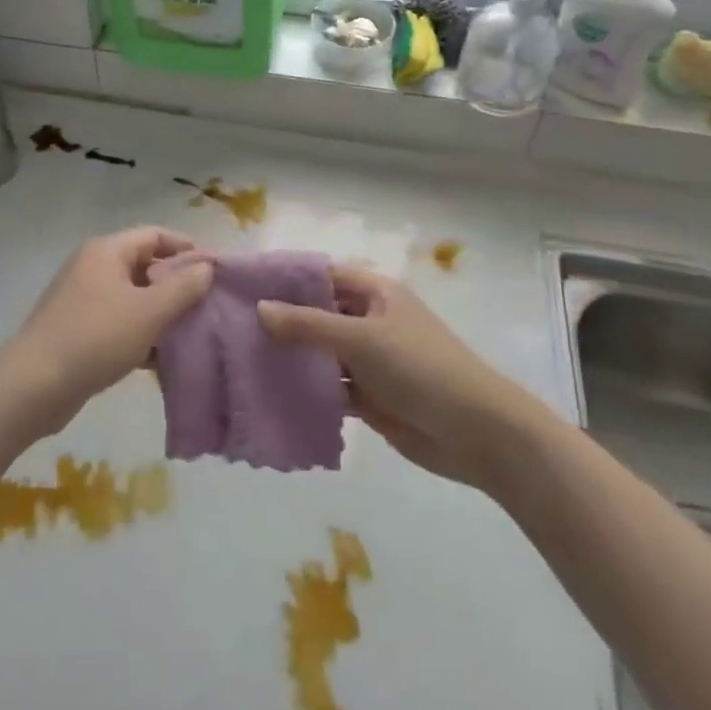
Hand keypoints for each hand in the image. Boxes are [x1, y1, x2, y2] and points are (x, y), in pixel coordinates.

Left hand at [0, 228, 213, 434]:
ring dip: (159, 314)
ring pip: (132, 297)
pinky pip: (117, 322)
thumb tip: (206, 268)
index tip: (214, 271)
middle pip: (144, 265)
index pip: (155, 235)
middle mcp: (92, 266)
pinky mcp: (76, 329)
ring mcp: (81, 298)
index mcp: (107, 251)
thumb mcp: (149, 312)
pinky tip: (159, 360)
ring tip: (189, 335)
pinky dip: (139, 334)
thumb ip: (183, 288)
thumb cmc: (96, 337)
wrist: (33, 385)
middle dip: (175, 285)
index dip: (186, 248)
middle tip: (206, 306)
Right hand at [257, 266, 535, 488]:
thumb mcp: (362, 339)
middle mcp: (370, 320)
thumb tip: (259, 309)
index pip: (321, 275)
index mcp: (374, 293)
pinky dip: (308, 391)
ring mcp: (370, 360)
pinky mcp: (371, 397)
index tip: (242, 285)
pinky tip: (272, 395)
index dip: (286, 278)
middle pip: (318, 314)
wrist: (479, 434)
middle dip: (282, 320)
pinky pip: (331, 387)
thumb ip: (308, 325)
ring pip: (321, 353)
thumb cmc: (421, 368)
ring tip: (241, 360)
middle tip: (231, 326)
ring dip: (292, 358)